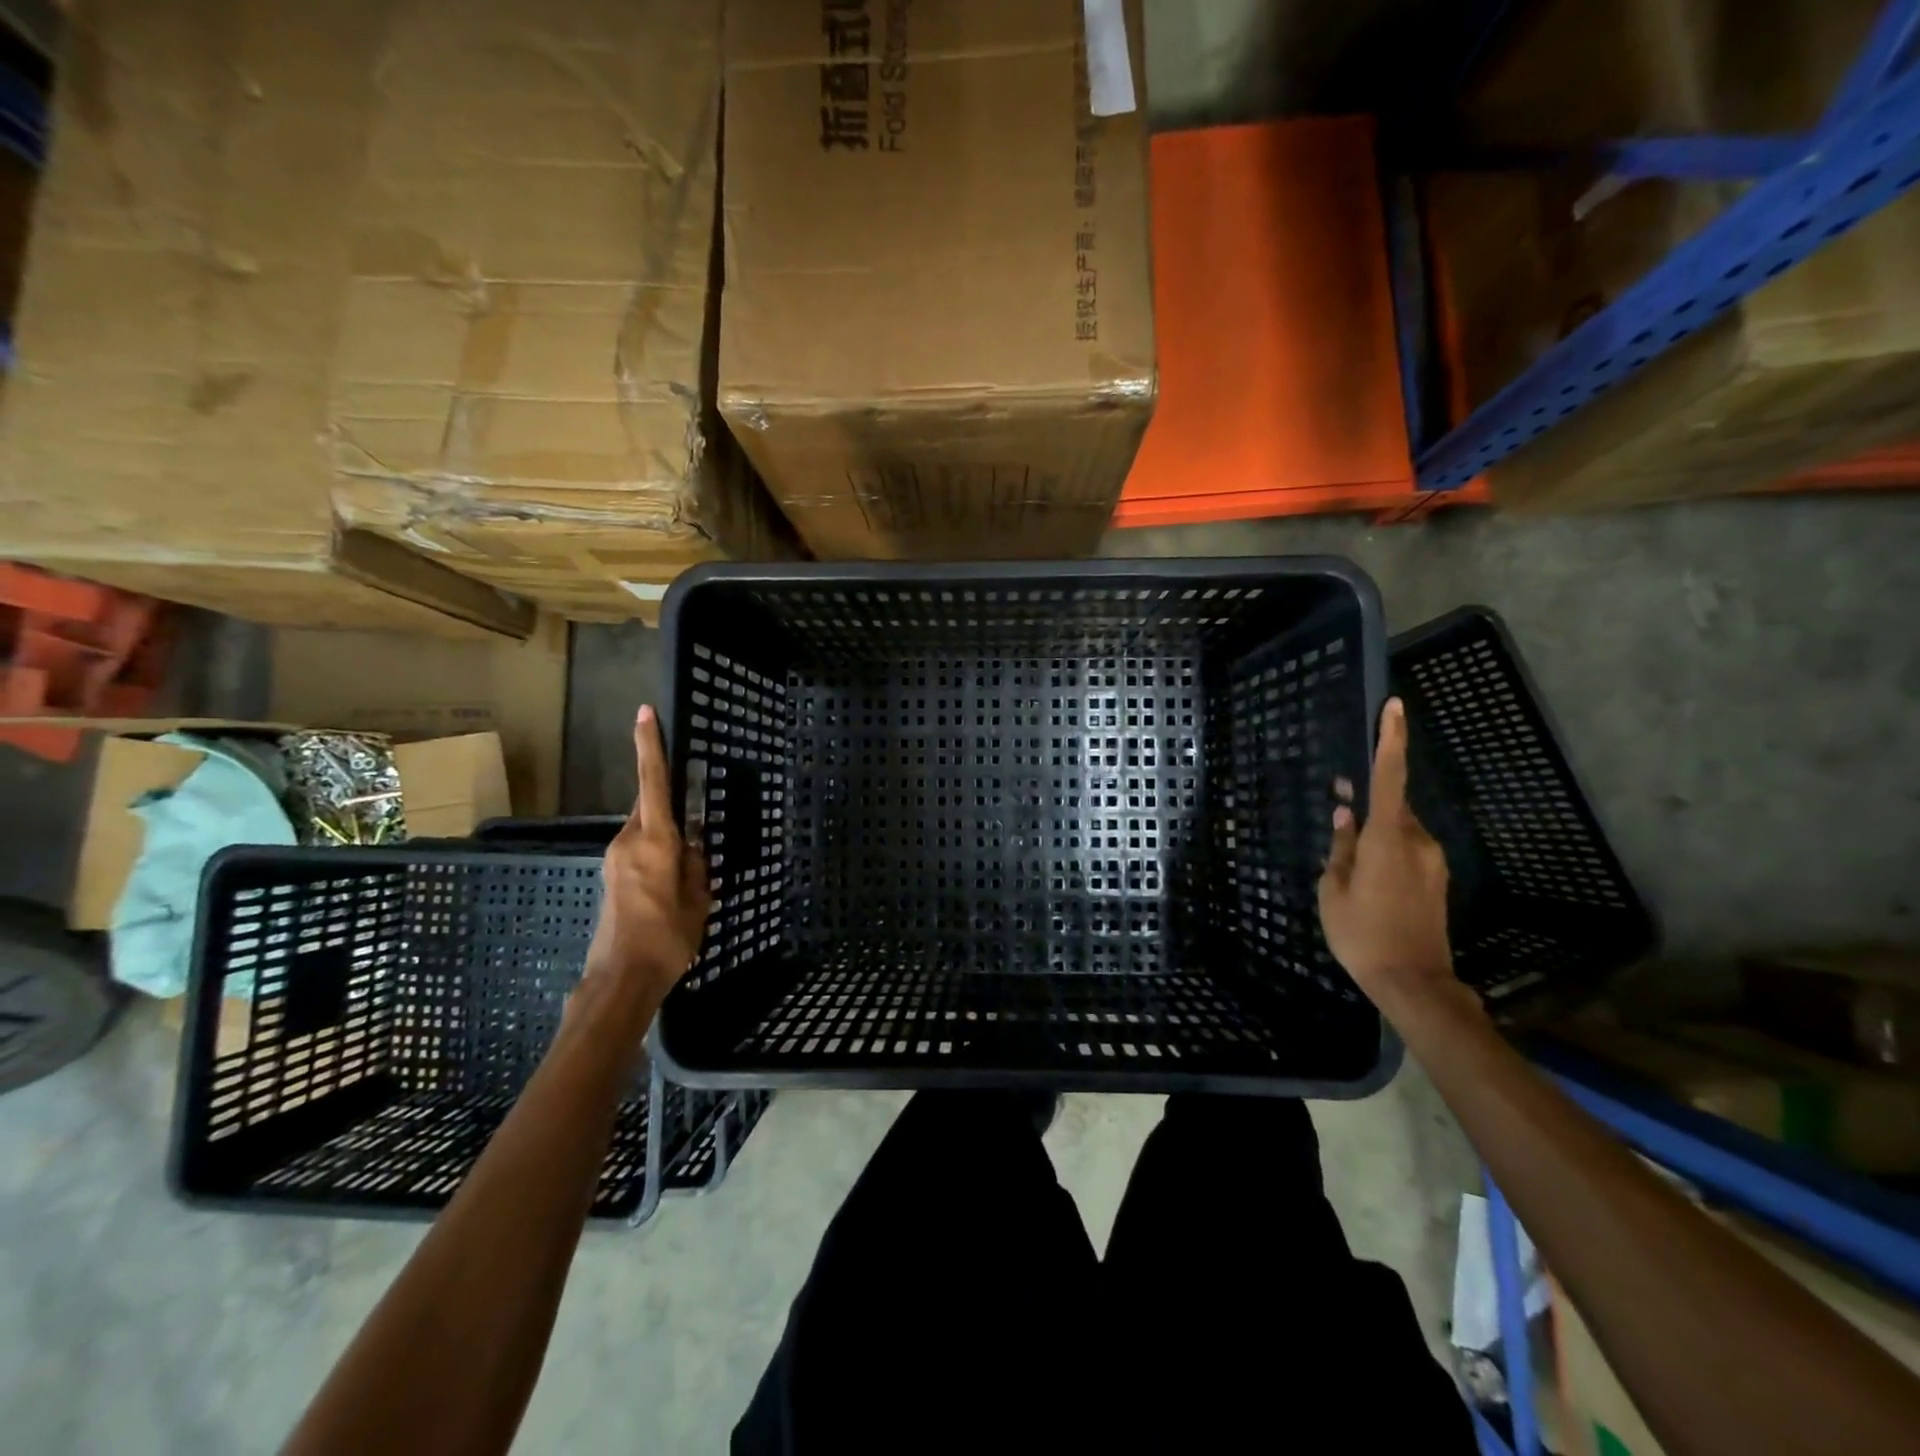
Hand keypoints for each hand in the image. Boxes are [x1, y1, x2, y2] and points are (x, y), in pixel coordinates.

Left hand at [584, 705, 711, 1005]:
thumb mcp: (698, 898)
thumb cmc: (667, 936)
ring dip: (667, 834)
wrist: (622, 976)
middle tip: (694, 816)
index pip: (653, 781)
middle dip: (669, 800)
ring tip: (688, 867)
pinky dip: (658, 851)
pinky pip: (640, 848)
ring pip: (647, 828)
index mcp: (655, 840)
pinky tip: (672, 881)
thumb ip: (696, 862)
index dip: (649, 745)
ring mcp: (616, 857)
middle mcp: (630, 840)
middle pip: (650, 804)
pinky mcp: (613, 874)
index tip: (644, 712)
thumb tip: (691, 843)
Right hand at [1317, 697, 1457, 1009]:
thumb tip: (1344, 818)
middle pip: (1392, 806)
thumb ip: (1340, 849)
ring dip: (1375, 832)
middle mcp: (1417, 842)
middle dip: (1367, 801)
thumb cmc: (1362, 935)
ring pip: (1399, 830)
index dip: (1392, 740)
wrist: (1413, 981)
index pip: (1390, 777)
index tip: (1395, 707)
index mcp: (1388, 839)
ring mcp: (1432, 861)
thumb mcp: (1333, 891)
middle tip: (1337, 805)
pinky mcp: (1436, 880)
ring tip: (1348, 858)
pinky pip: (1407, 850)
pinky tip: (1366, 876)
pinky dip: (1386, 850)